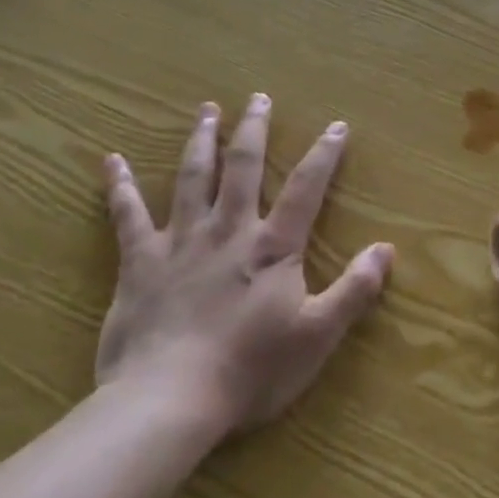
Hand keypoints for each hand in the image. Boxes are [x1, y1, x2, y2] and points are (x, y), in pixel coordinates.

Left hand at [96, 94, 391, 436]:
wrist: (168, 401)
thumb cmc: (250, 370)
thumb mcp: (317, 335)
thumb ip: (354, 290)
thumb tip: (387, 249)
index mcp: (272, 247)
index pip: (305, 188)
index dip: (324, 155)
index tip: (336, 125)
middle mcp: (228, 230)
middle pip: (243, 167)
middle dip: (254, 129)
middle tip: (258, 96)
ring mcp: (181, 242)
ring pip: (192, 178)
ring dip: (201, 141)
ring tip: (207, 110)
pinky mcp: (140, 263)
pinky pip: (128, 216)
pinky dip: (120, 186)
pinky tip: (111, 160)